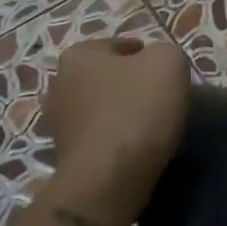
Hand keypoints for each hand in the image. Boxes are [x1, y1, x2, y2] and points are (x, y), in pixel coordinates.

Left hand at [42, 36, 190, 224]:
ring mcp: (57, 120)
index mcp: (78, 54)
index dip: (149, 58)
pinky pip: (98, 135)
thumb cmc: (138, 110)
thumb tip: (156, 64)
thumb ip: (165, 52)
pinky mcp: (64, 153)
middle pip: (108, 76)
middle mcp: (59, 82)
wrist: (110, 179)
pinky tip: (133, 147)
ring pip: (101, 106)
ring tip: (150, 127)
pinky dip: (114, 138)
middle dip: (130, 84)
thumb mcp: (169, 62)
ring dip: (121, 112)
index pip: (121, 46)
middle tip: (160, 100)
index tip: (167, 77)